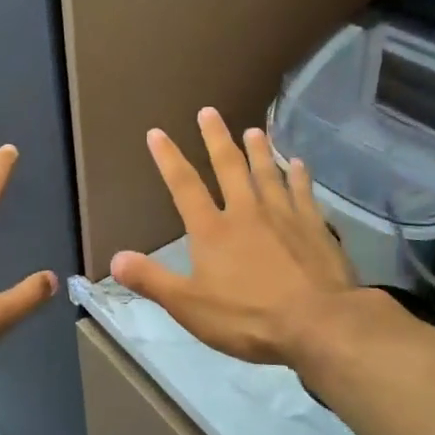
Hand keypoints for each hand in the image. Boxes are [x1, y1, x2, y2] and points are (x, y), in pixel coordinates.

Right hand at [111, 109, 357, 364]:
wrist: (319, 323)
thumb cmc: (248, 317)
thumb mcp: (189, 306)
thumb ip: (152, 280)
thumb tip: (115, 258)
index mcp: (212, 231)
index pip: (184, 187)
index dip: (169, 159)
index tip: (157, 133)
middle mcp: (246, 213)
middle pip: (229, 167)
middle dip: (216, 139)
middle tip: (209, 111)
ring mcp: (284, 216)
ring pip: (268, 173)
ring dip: (259, 150)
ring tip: (253, 129)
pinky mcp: (316, 227)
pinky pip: (303, 193)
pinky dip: (298, 176)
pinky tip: (298, 164)